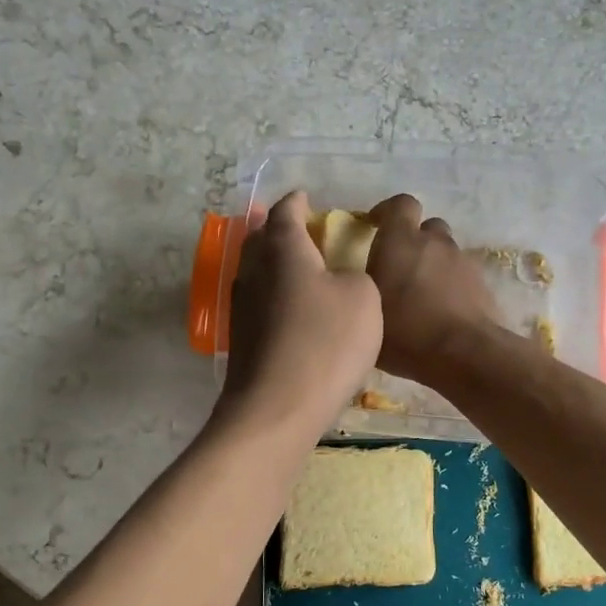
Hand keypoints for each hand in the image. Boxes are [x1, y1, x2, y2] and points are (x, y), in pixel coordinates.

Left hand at [216, 191, 381, 437]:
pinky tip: (293, 310)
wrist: (278, 407)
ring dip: (275, 265)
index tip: (306, 198)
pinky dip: (275, 297)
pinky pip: (259, 304)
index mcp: (283, 250)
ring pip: (256, 273)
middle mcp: (254, 272)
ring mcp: (242, 308)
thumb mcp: (363, 297)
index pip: (285, 213)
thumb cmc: (326, 342)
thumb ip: (355, 275)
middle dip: (278, 230)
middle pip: (260, 239)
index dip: (297, 202)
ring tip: (299, 268)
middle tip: (301, 230)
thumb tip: (339, 279)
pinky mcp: (242, 341)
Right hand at [365, 194, 498, 388]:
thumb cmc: (406, 332)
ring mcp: (463, 262)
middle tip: (401, 267)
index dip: (388, 211)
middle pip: (428, 228)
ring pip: (446, 252)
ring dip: (434, 265)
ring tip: (422, 295)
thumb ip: (362, 291)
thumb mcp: (366, 313)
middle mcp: (435, 243)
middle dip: (415, 241)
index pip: (401, 204)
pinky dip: (452, 286)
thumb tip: (358, 286)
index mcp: (401, 241)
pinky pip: (462, 276)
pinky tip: (442, 312)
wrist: (465, 354)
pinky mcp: (483, 284)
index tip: (375, 225)